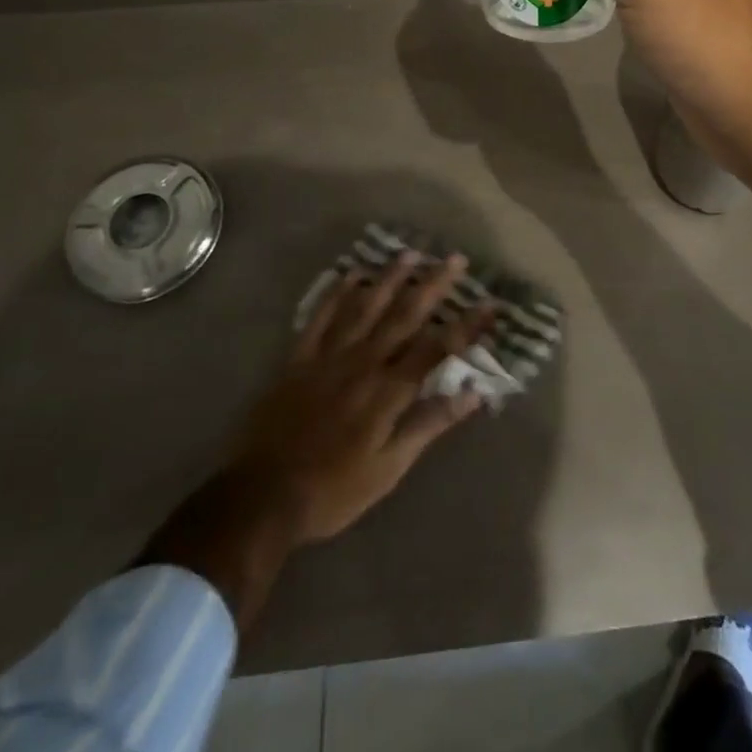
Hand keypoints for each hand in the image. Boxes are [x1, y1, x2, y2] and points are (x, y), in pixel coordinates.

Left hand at [141, 252, 488, 628]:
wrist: (260, 497)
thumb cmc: (332, 490)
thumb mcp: (388, 468)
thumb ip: (428, 425)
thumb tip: (472, 394)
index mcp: (388, 390)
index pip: (437, 348)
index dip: (467, 325)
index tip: (491, 304)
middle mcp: (363, 362)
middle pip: (405, 315)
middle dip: (434, 285)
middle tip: (456, 259)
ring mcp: (329, 356)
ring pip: (365, 307)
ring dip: (390, 278)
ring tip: (411, 253)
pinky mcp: (299, 359)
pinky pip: (320, 317)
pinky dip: (337, 293)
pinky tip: (352, 274)